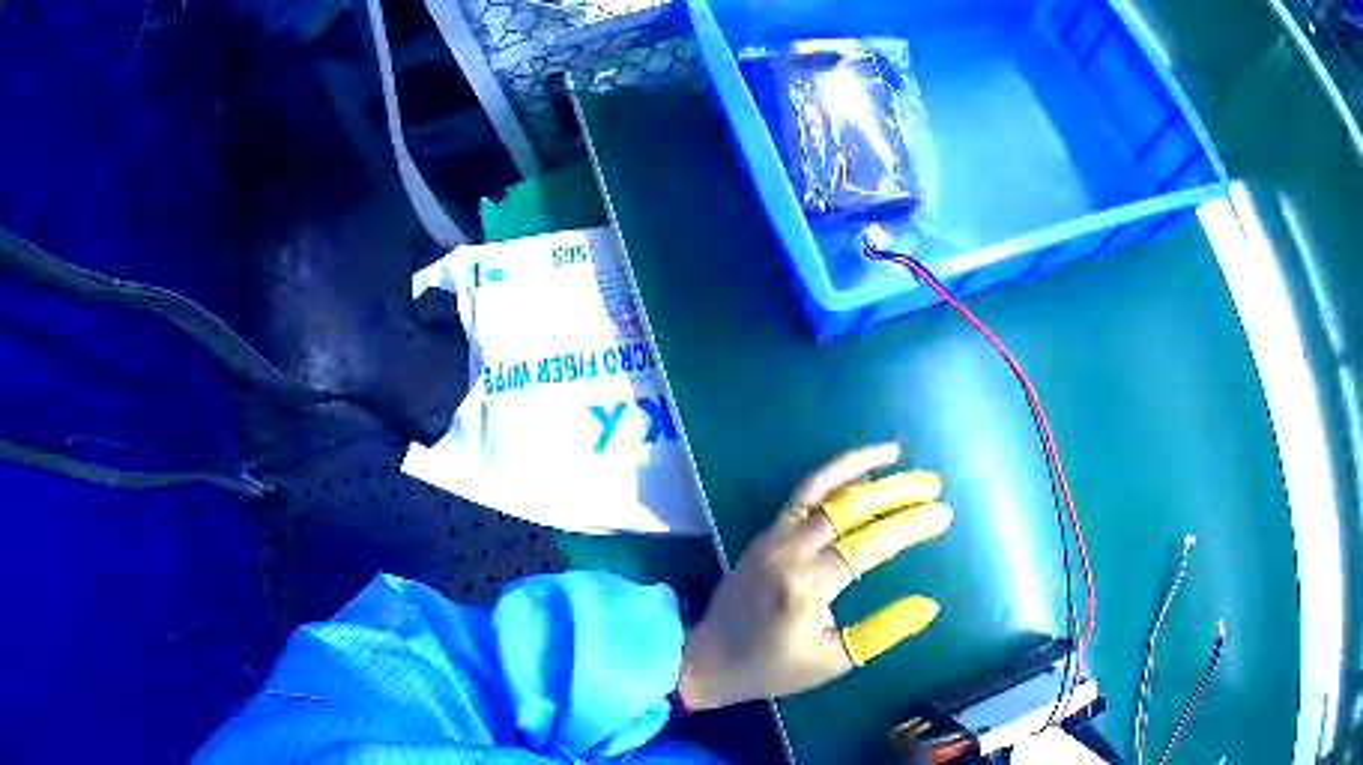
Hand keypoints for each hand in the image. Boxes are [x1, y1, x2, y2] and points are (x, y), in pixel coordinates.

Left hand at [677, 443, 952, 710]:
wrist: (709, 658)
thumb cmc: (774, 667)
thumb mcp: (831, 661)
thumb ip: (880, 632)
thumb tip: (929, 605)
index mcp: (808, 588)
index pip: (870, 545)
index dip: (909, 526)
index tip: (942, 514)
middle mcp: (790, 553)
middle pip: (850, 508)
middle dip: (896, 490)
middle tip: (932, 483)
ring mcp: (773, 538)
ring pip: (821, 488)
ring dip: (860, 467)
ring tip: (895, 452)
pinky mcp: (764, 534)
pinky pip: (800, 495)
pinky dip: (830, 476)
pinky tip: (857, 473)